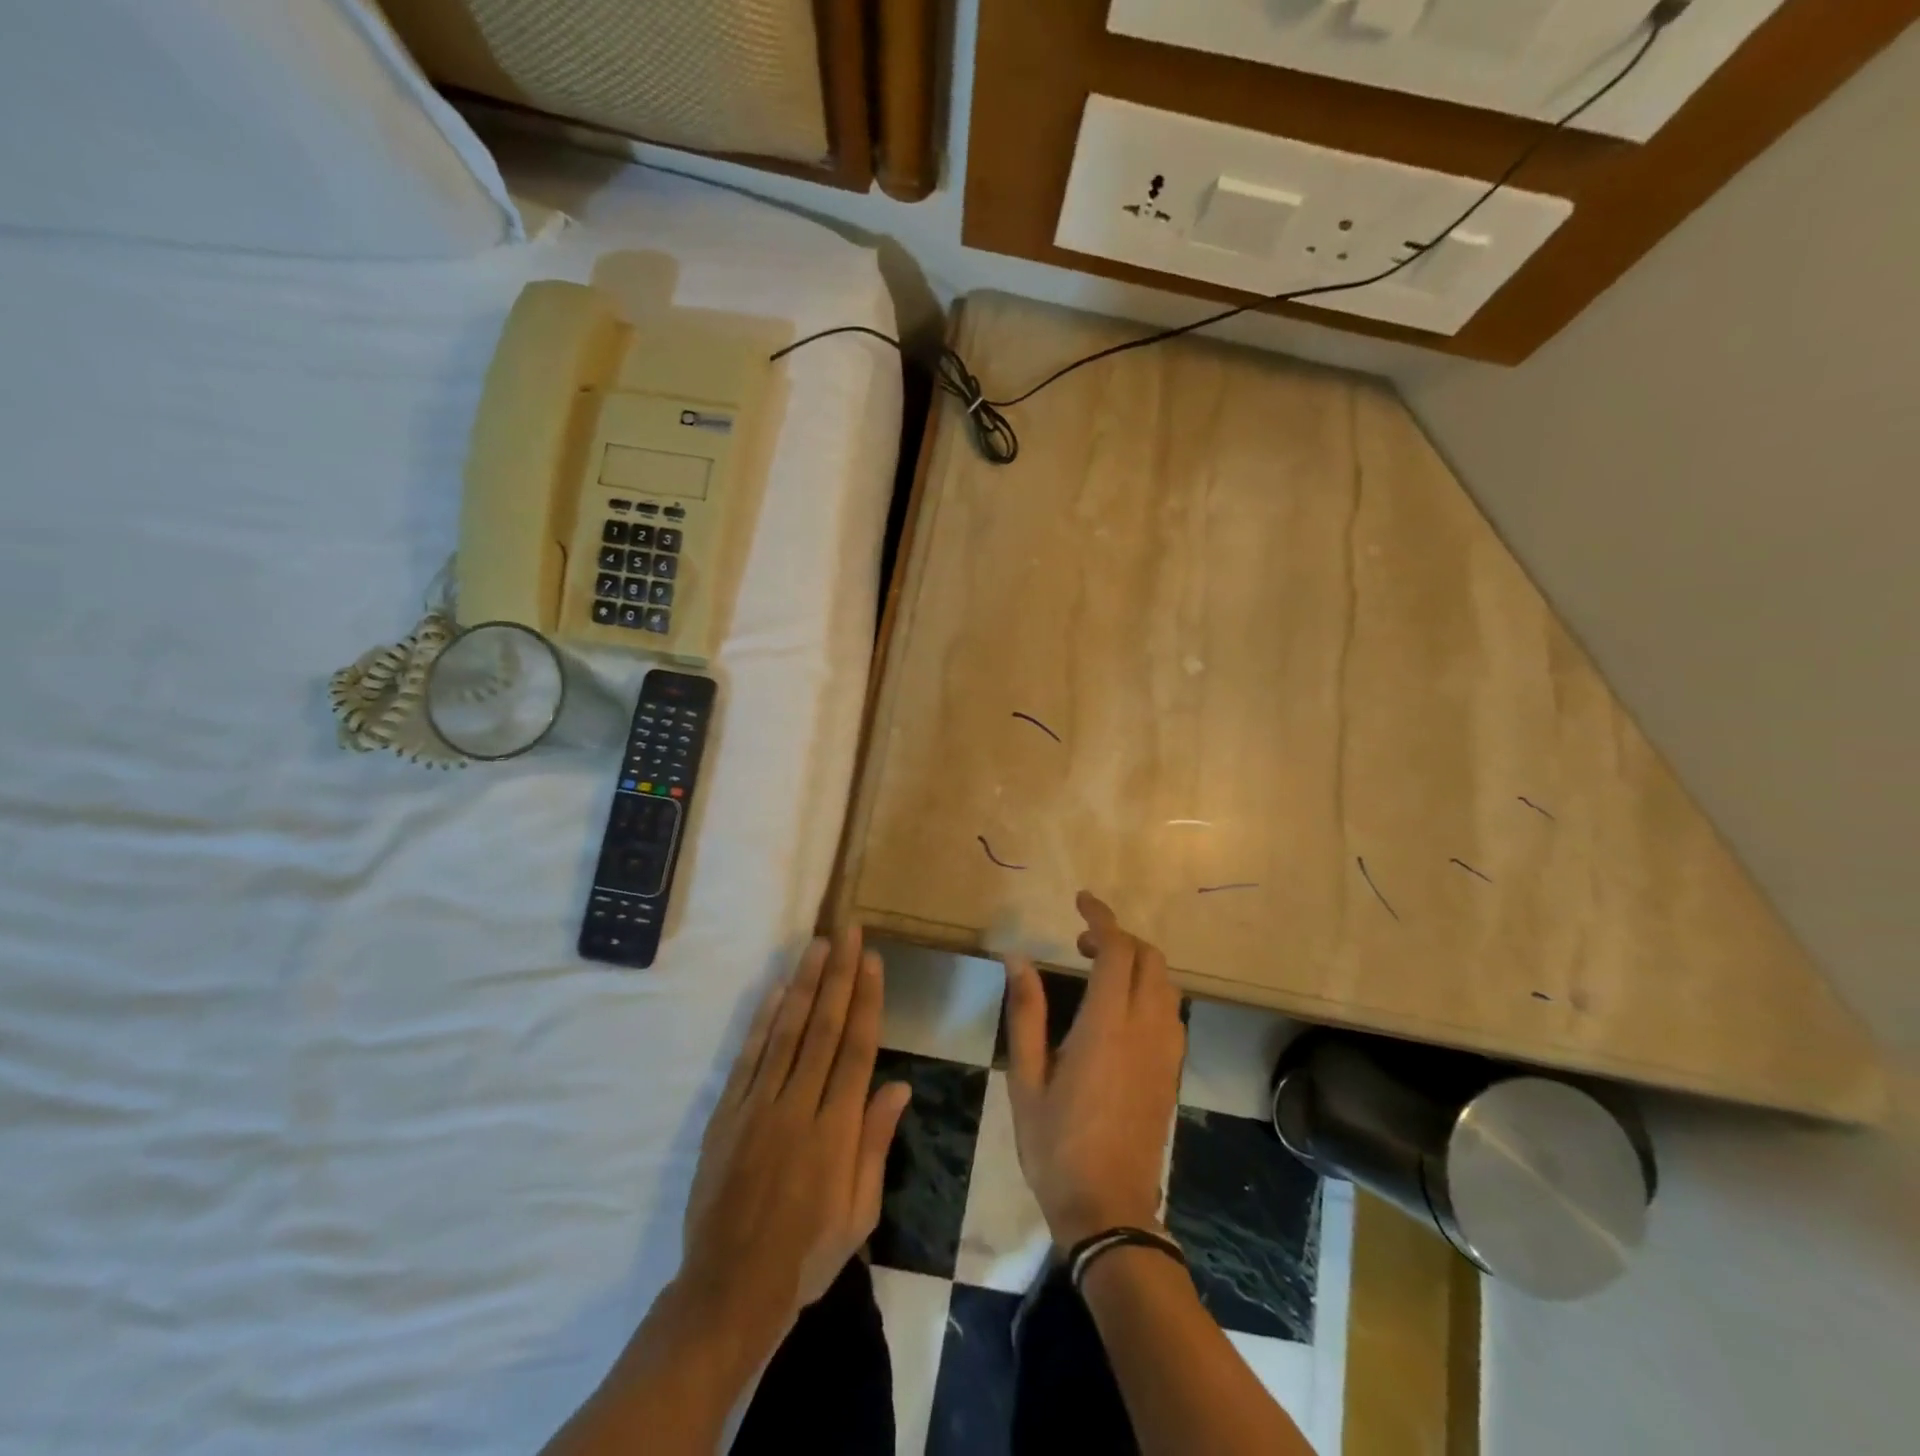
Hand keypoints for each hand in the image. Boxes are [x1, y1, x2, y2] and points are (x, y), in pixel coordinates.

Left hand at [677, 930, 911, 1340]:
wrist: (729, 1290)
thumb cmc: (807, 1254)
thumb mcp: (859, 1212)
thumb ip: (875, 1143)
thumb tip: (899, 1086)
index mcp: (836, 1131)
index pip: (857, 1050)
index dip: (866, 1000)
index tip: (872, 961)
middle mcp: (798, 1107)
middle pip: (824, 1028)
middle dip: (839, 975)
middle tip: (848, 933)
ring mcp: (758, 1107)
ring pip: (787, 1032)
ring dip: (804, 984)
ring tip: (818, 945)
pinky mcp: (727, 1114)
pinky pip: (749, 1057)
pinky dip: (764, 1020)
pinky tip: (778, 991)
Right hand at [1002, 892, 1185, 1248]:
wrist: (1110, 1210)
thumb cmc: (1056, 1144)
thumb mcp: (1025, 1077)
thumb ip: (1026, 1012)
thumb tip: (1017, 958)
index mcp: (1107, 1026)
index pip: (1117, 950)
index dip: (1101, 918)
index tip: (1081, 901)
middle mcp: (1146, 1028)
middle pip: (1149, 958)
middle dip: (1119, 937)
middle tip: (1081, 944)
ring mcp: (1166, 1051)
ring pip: (1164, 982)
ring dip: (1136, 962)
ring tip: (1097, 971)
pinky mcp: (1172, 1070)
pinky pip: (1170, 1010)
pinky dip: (1148, 989)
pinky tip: (1119, 1008)